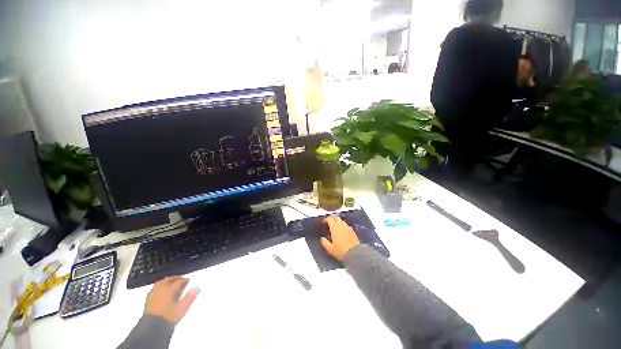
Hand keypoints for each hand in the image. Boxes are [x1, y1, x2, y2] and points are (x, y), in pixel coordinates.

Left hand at [144, 276, 199, 323]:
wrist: (151, 327)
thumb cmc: (168, 317)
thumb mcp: (182, 308)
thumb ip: (190, 297)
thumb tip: (197, 288)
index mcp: (169, 289)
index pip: (178, 282)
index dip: (184, 280)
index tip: (188, 281)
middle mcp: (161, 289)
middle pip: (168, 280)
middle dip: (175, 278)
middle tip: (181, 279)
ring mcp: (153, 294)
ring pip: (160, 282)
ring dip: (167, 281)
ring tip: (171, 282)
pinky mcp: (148, 299)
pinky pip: (155, 288)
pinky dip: (159, 286)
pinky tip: (161, 290)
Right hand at [321, 216, 359, 260]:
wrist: (355, 253)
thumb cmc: (340, 250)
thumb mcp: (330, 248)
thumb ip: (324, 242)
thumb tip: (322, 238)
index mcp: (334, 227)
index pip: (329, 219)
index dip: (326, 219)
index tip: (324, 222)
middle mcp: (341, 225)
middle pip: (336, 217)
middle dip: (332, 218)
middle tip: (329, 222)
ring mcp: (347, 227)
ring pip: (342, 221)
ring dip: (338, 222)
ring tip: (336, 226)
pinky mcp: (352, 231)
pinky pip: (346, 225)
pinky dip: (343, 226)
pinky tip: (343, 231)